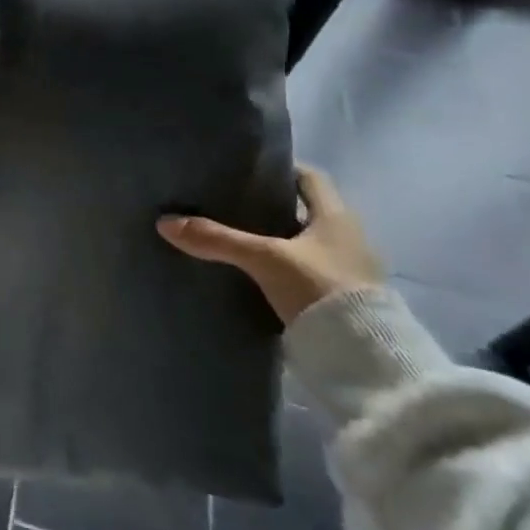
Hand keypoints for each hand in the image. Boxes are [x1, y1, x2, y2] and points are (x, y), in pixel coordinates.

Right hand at [156, 164, 381, 325]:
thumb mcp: (264, 258)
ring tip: (236, 239)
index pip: (309, 177)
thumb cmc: (321, 288)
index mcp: (337, 216)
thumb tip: (165, 223)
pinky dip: (283, 269)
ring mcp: (348, 271)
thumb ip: (218, 239)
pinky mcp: (341, 301)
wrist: (364, 359)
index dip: (280, 170)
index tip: (247, 171)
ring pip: (304, 243)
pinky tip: (255, 275)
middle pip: (305, 210)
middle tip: (230, 204)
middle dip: (271, 207)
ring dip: (277, 240)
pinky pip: (306, 272)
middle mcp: (348, 237)